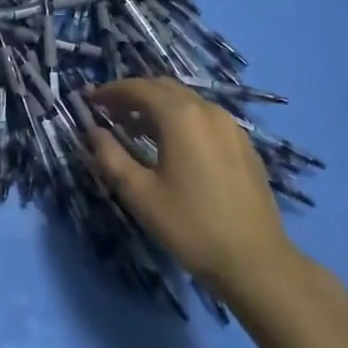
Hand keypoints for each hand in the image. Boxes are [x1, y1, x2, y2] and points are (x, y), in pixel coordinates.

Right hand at [84, 77, 296, 293]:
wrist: (255, 261)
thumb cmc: (190, 226)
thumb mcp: (139, 194)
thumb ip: (110, 156)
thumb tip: (93, 131)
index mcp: (180, 117)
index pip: (138, 88)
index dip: (111, 90)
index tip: (91, 100)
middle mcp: (208, 110)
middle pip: (164, 87)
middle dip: (133, 94)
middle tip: (110, 112)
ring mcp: (231, 126)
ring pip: (186, 101)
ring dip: (157, 106)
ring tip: (136, 129)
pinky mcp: (244, 144)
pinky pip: (205, 117)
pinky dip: (181, 119)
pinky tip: (172, 146)